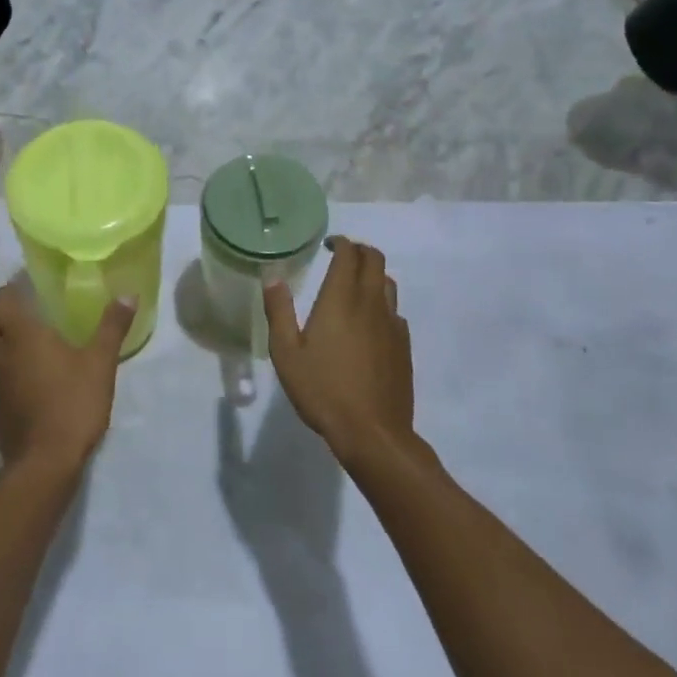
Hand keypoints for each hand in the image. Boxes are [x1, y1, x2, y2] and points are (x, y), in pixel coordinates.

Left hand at [0, 282, 135, 474]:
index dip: (9, 291)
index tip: (29, 287)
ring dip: (8, 341)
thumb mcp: (100, 362)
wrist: (44, 463)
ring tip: (38, 341)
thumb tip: (128, 294)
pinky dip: (11, 367)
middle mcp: (1, 353)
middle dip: (7, 314)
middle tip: (34, 311)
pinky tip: (37, 375)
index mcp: (21, 334)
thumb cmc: (72, 403)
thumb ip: (112, 326)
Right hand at [263, 237, 414, 463]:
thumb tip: (272, 277)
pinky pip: (395, 311)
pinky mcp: (404, 346)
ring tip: (353, 288)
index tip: (328, 245)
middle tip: (340, 258)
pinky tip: (368, 325)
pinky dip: (382, 305)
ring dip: (372, 276)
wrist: (373, 433)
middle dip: (359, 251)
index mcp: (342, 299)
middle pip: (375, 259)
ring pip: (388, 283)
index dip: (340, 243)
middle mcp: (371, 303)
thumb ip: (279, 311)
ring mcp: (393, 324)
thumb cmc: (323, 390)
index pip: (349, 254)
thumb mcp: (286, 353)